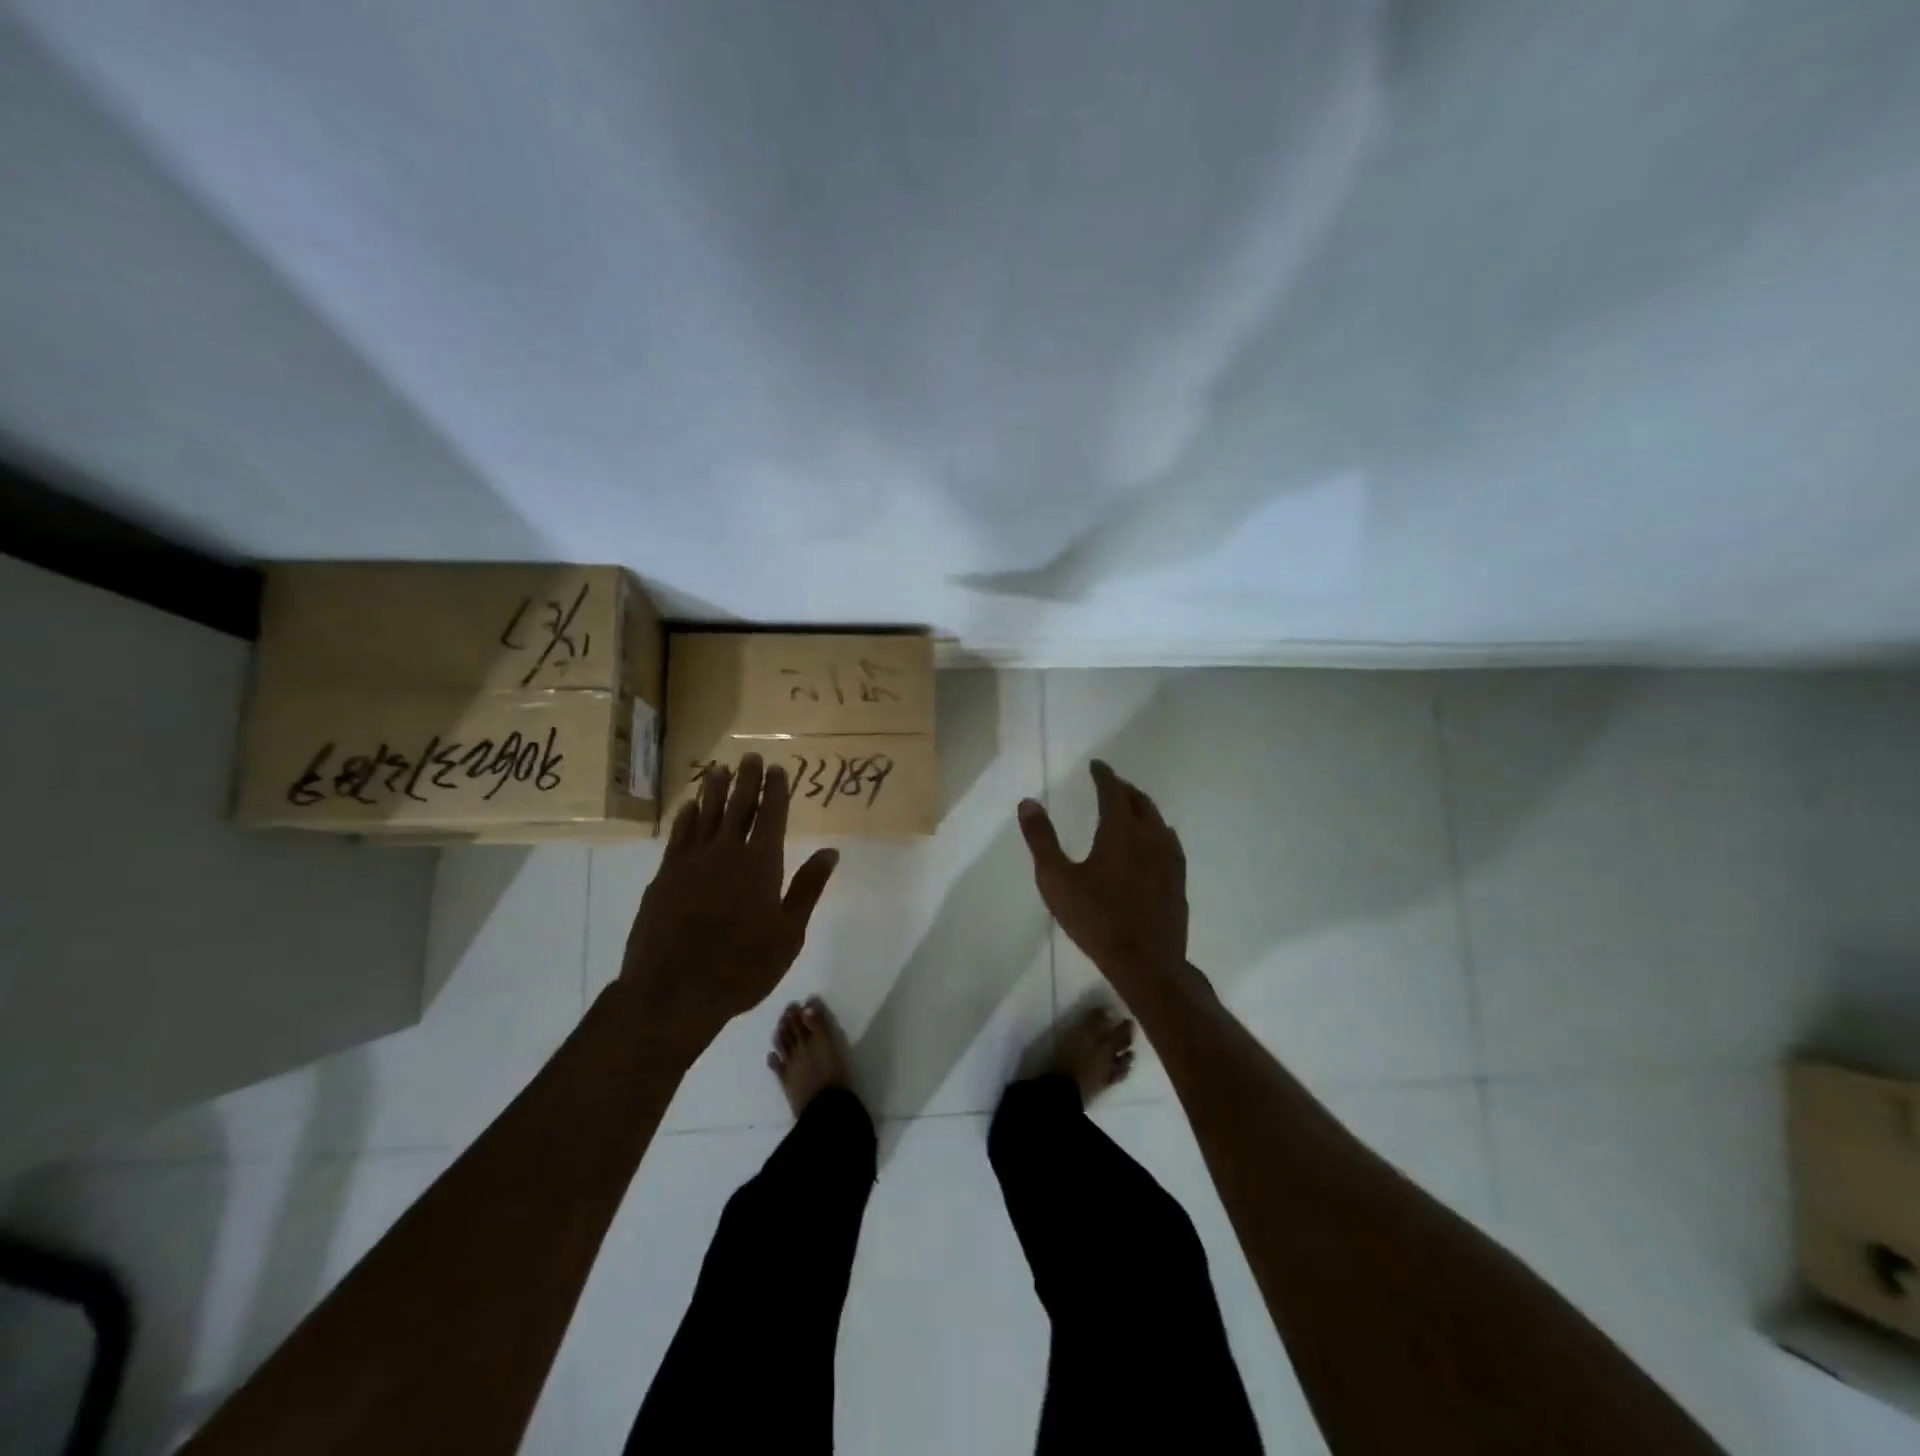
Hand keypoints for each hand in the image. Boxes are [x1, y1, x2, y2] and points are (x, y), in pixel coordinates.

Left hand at [620, 754, 838, 1047]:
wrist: (673, 991)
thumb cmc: (742, 967)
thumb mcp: (789, 933)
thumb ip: (807, 888)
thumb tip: (830, 852)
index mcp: (761, 864)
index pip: (772, 816)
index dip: (775, 790)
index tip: (777, 768)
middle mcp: (726, 852)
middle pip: (738, 806)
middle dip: (747, 780)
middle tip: (750, 757)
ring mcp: (691, 862)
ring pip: (705, 814)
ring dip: (714, 789)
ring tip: (719, 768)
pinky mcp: (664, 876)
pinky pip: (678, 835)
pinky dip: (686, 817)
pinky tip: (689, 806)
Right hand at [1016, 759, 1187, 988]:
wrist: (1147, 963)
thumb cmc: (1096, 919)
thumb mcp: (1056, 880)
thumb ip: (1042, 839)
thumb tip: (1028, 802)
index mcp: (1121, 831)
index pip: (1114, 791)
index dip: (1104, 775)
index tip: (1096, 765)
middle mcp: (1151, 836)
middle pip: (1140, 801)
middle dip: (1124, 788)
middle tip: (1110, 783)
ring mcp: (1170, 859)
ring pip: (1158, 820)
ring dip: (1142, 807)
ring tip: (1129, 808)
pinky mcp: (1178, 879)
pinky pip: (1168, 840)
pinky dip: (1156, 829)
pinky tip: (1151, 843)